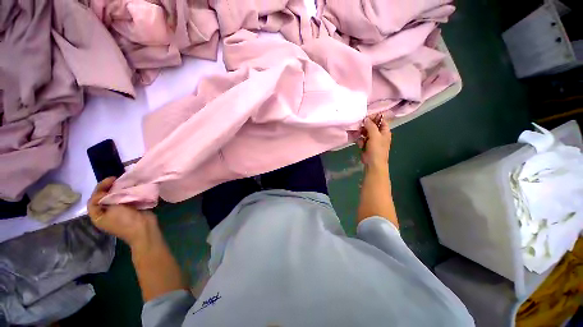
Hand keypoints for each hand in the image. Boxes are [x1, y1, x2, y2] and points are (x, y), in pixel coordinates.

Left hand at [87, 177, 159, 248]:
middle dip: (110, 187)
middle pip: (104, 197)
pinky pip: (126, 198)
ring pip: (116, 197)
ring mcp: (119, 211)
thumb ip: (107, 198)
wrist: (144, 228)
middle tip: (118, 179)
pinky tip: (132, 187)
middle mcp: (106, 213)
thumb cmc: (125, 221)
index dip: (100, 188)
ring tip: (125, 182)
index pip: (93, 199)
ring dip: (120, 189)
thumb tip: (110, 189)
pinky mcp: (130, 209)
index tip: (111, 179)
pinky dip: (128, 192)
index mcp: (98, 216)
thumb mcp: (112, 209)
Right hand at [357, 116, 391, 167]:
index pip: (381, 120)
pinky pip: (362, 139)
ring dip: (361, 134)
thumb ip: (371, 126)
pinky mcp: (366, 145)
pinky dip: (360, 140)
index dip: (374, 118)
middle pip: (371, 126)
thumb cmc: (376, 149)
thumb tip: (366, 118)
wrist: (373, 163)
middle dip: (365, 126)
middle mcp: (379, 135)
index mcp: (385, 131)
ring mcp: (372, 140)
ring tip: (358, 136)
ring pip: (365, 132)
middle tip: (360, 127)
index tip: (365, 117)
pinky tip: (359, 144)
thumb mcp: (375, 136)